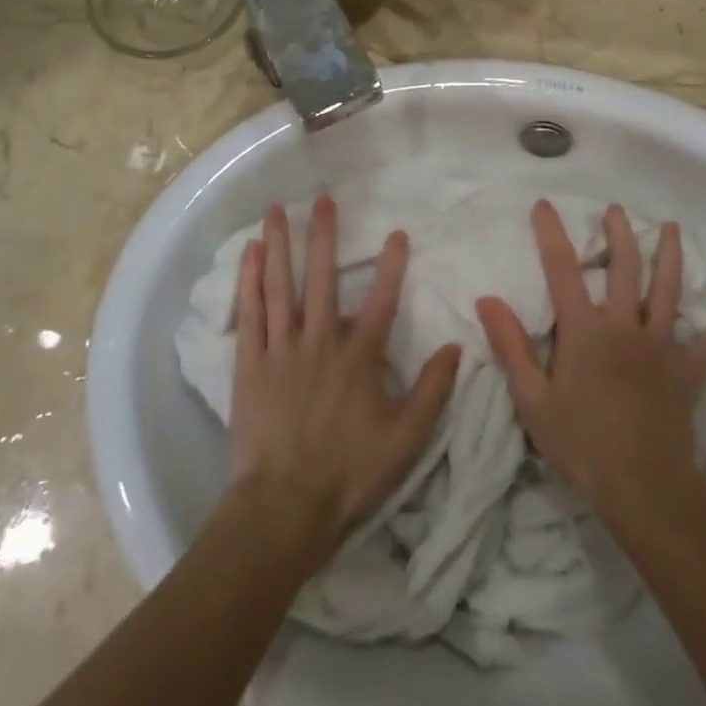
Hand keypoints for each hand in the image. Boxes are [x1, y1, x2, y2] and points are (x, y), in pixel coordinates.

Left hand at [228, 198, 460, 559]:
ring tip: (277, 209)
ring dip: (280, 245)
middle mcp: (320, 342)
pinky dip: (249, 281)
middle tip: (324, 199)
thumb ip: (433, 390)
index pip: (382, 301)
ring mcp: (281, 350)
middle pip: (322, 279)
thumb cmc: (350, 474)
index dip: (393, 265)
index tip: (398, 232)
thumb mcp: (407, 439)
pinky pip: (249, 313)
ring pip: (280, 286)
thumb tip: (456, 346)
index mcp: (359, 358)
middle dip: (325, 236)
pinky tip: (250, 254)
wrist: (284, 506)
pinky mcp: (250, 364)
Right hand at [477, 201, 705, 518]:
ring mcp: (661, 348)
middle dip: (618, 235)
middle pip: (624, 269)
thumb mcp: (532, 399)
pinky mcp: (687, 374)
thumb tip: (487, 299)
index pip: (562, 270)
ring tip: (671, 229)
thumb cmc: (580, 443)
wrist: (642, 487)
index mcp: (585, 331)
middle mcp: (625, 327)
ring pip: (668, 292)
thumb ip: (511, 346)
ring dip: (670, 257)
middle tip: (616, 210)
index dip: (551, 234)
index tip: (545, 205)